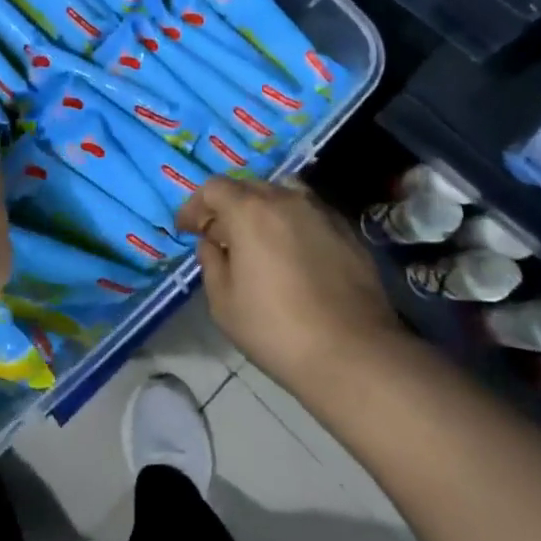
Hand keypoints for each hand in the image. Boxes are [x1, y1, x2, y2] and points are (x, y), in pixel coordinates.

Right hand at [176, 177, 398, 392]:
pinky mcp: (347, 231)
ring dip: (262, 210)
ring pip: (282, 194)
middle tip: (219, 236)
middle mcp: (285, 199)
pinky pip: (309, 214)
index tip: (186, 229)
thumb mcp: (223, 303)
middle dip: (227, 207)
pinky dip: (292, 223)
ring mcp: (320, 212)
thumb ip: (211, 263)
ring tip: (258, 239)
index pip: (213, 189)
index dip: (195, 207)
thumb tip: (212, 244)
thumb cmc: (276, 329)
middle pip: (248, 187)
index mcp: (249, 211)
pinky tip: (292, 253)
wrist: (354, 353)